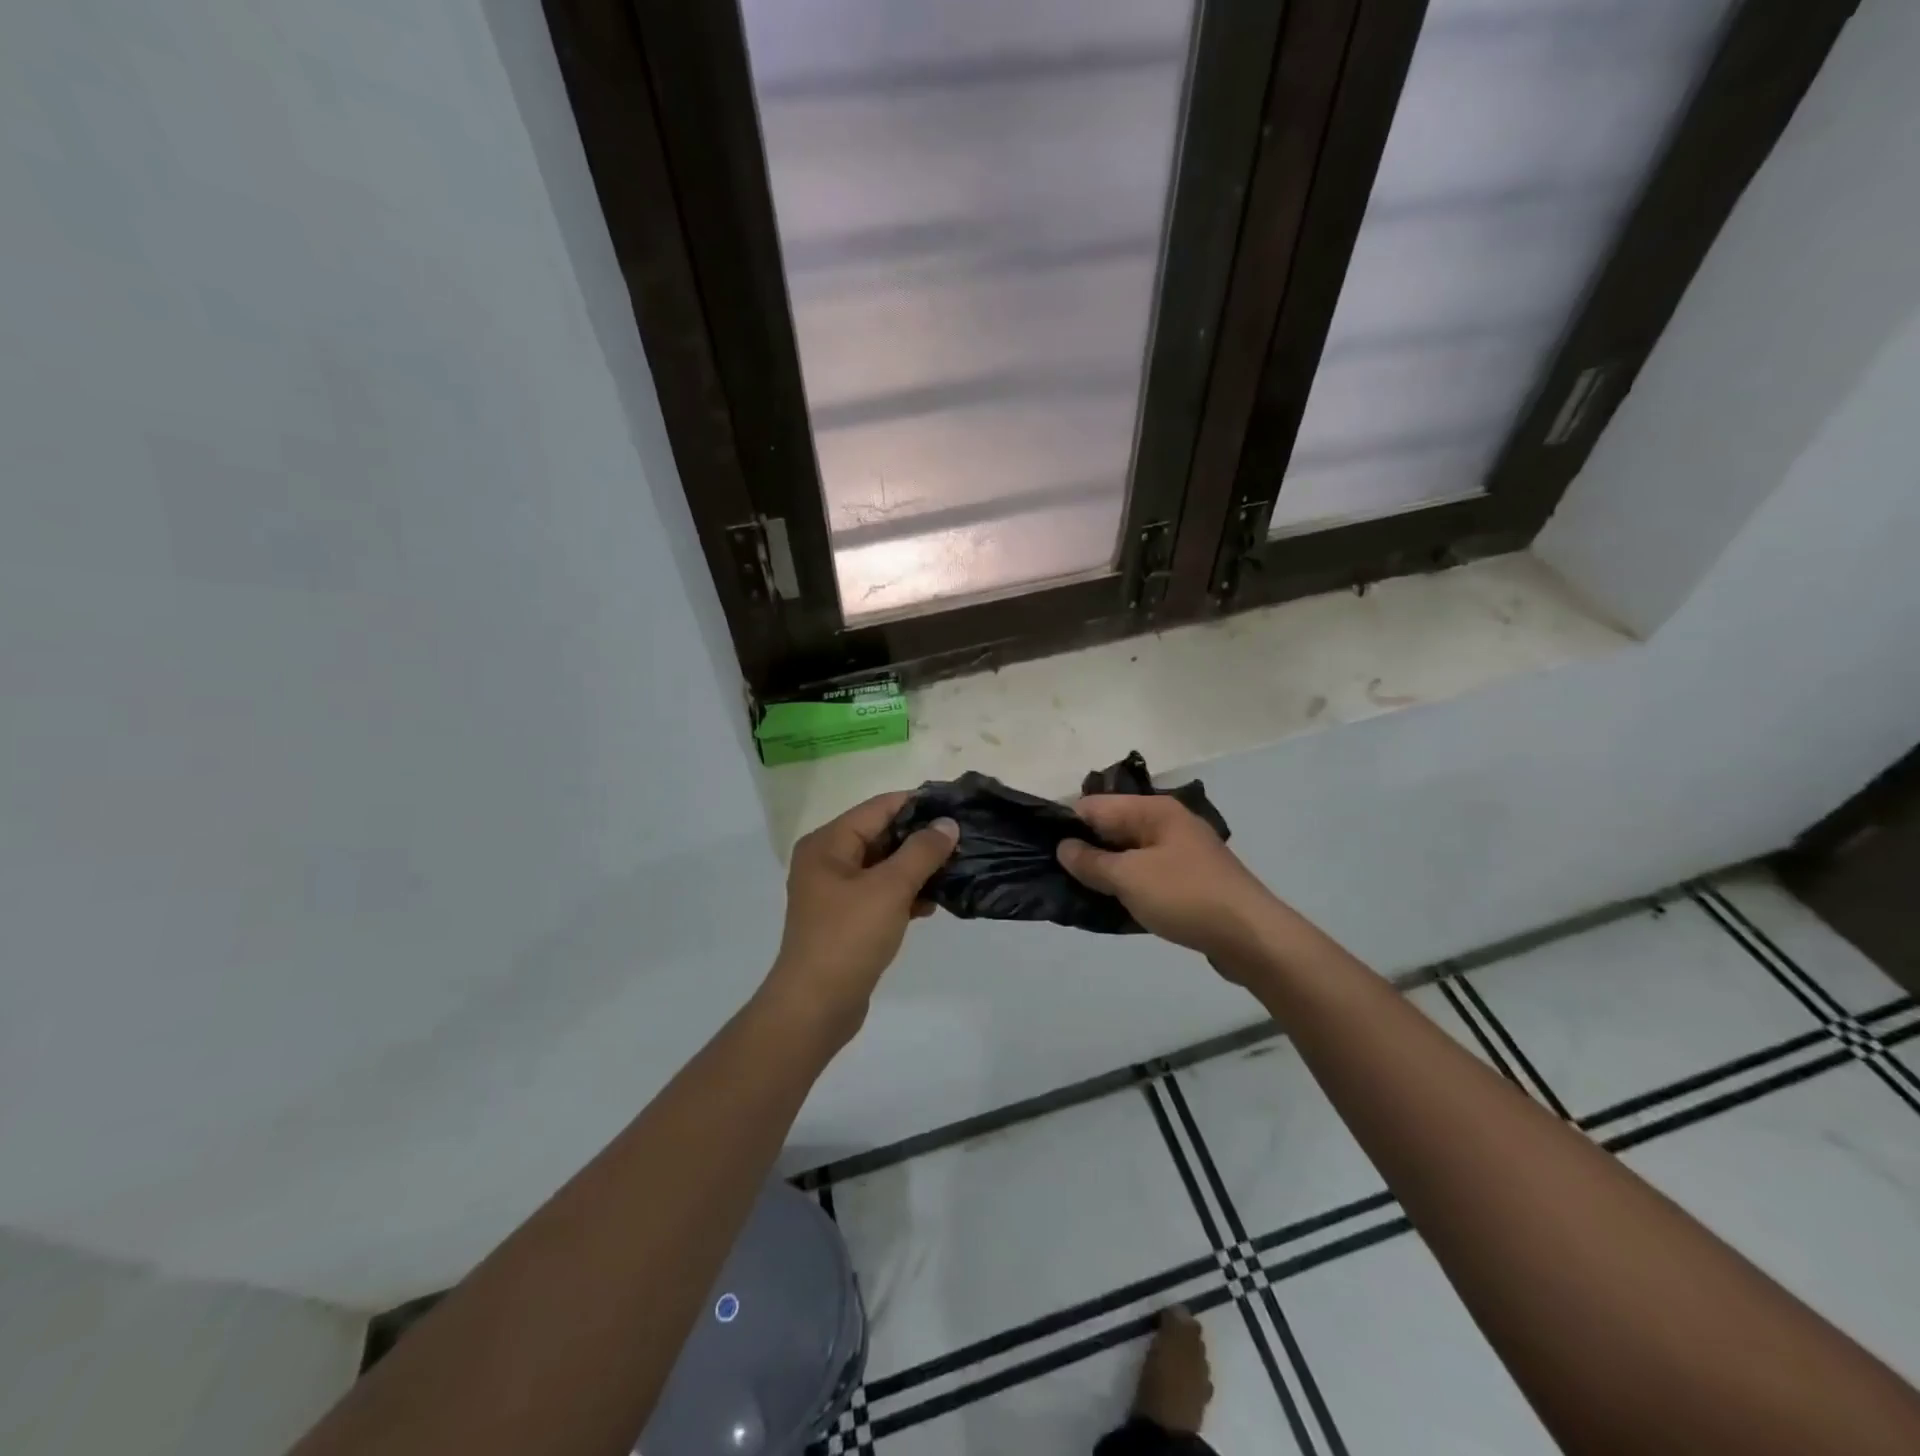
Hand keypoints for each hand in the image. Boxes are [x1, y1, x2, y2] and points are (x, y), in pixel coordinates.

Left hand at [763, 792, 958, 1043]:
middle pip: (881, 835)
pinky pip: (880, 893)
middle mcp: (827, 860)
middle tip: (963, 841)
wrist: (816, 1007)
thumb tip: (948, 824)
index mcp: (828, 843)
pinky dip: (904, 894)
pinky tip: (932, 904)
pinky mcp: (846, 918)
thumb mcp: (890, 888)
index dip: (918, 804)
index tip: (957, 807)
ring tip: (955, 870)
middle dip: (920, 839)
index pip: (879, 808)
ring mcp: (835, 891)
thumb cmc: (849, 937)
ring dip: (916, 869)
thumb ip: (922, 852)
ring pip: (884, 866)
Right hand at [1056, 795, 1283, 977]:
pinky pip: (1145, 876)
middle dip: (1084, 850)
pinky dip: (1127, 887)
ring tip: (1077, 893)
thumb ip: (1091, 861)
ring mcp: (1180, 853)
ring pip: (1128, 854)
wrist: (1251, 938)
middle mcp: (1166, 823)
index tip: (1042, 850)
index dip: (1066, 825)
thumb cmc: (1186, 897)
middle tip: (1056, 876)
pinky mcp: (1188, 881)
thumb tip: (1063, 846)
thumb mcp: (1129, 878)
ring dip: (1105, 872)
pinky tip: (1111, 907)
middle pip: (1112, 828)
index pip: (1095, 806)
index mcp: (1153, 810)